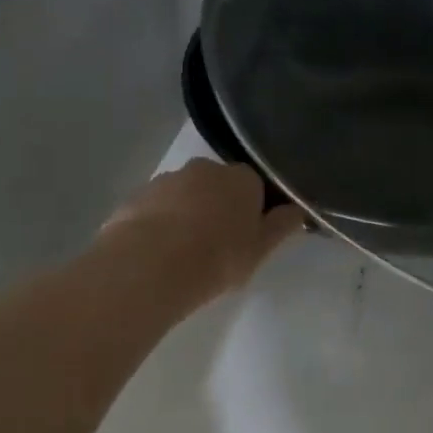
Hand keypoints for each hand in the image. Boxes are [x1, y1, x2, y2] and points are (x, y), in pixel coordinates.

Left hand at [102, 159, 303, 301]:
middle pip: (218, 186)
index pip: (255, 186)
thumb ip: (281, 226)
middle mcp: (205, 168)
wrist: (150, 265)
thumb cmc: (218, 257)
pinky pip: (157, 209)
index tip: (250, 236)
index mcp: (241, 178)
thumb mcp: (261, 249)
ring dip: (188, 215)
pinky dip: (160, 224)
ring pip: (185, 195)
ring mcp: (167, 179)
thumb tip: (296, 209)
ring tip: (184, 253)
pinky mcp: (136, 196)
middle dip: (219, 208)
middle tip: (218, 246)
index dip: (254, 210)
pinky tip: (158, 253)